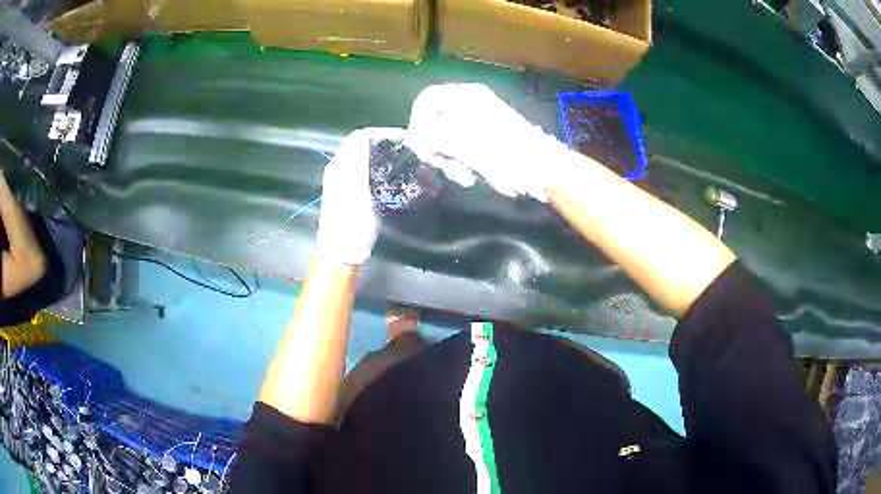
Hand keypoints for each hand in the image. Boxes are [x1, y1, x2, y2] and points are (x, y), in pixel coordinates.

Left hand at [316, 128, 406, 265]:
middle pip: (361, 147)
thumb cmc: (350, 221)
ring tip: (402, 162)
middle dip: (383, 144)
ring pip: (364, 160)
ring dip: (382, 157)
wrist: (342, 252)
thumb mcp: (357, 189)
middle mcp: (339, 170)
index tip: (402, 139)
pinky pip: (365, 173)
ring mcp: (343, 183)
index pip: (359, 137)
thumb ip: (359, 161)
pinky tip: (391, 178)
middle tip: (406, 150)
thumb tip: (365, 135)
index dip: (380, 134)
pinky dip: (379, 170)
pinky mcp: (350, 195)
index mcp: (339, 165)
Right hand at [404, 83, 575, 201]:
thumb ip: (430, 138)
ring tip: (464, 175)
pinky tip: (472, 175)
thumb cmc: (501, 153)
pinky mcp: (486, 139)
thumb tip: (413, 140)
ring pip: (445, 139)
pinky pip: (461, 149)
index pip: (426, 101)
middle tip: (442, 166)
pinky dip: (462, 163)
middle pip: (433, 122)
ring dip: (449, 160)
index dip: (416, 123)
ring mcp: (479, 121)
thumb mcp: (459, 143)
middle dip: (435, 148)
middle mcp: (470, 103)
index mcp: (465, 95)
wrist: (541, 168)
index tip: (420, 148)